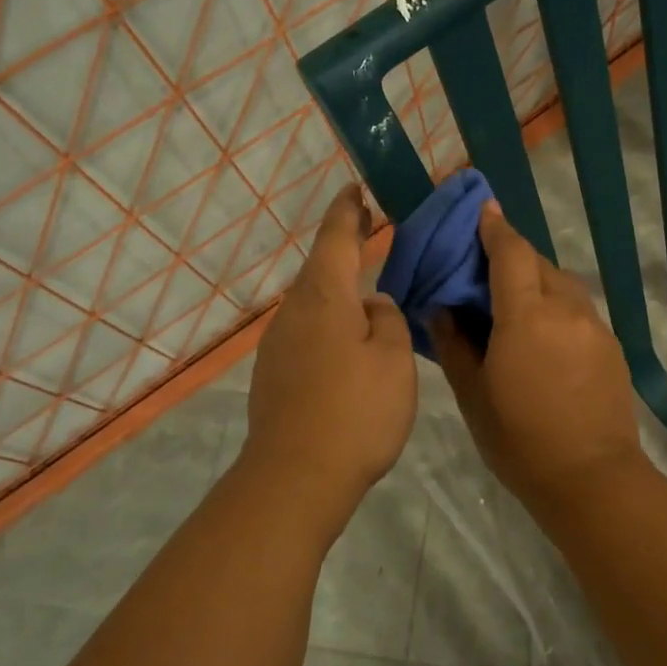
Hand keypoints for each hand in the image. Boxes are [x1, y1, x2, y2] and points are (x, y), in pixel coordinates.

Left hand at [242, 186, 416, 531]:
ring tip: (366, 289)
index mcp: (326, 296)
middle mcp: (294, 311)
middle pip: (320, 268)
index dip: (348, 210)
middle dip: (343, 245)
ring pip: (313, 302)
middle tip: (368, 228)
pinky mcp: (273, 373)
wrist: (295, 476)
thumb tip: (371, 304)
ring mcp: (278, 343)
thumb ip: (388, 319)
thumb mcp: (393, 358)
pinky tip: (347, 340)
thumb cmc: (356, 410)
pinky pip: (306, 330)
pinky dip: (328, 321)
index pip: (336, 237)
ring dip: (337, 287)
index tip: (355, 189)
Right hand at [433, 201, 647, 502]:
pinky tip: (542, 334)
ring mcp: (594, 326)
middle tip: (485, 267)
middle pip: (538, 262)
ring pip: (562, 283)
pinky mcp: (611, 345)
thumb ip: (455, 344)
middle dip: (512, 254)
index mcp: (526, 316)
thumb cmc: (520, 440)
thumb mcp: (473, 395)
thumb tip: (442, 309)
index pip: (510, 253)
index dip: (495, 228)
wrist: (592, 479)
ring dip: (536, 279)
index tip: (482, 210)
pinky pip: (578, 308)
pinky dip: (556, 304)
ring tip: (513, 302)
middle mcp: (565, 309)